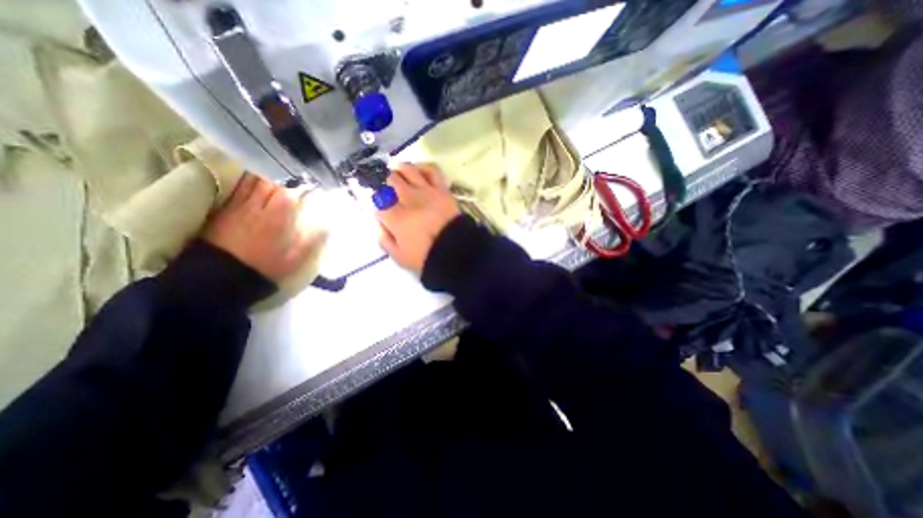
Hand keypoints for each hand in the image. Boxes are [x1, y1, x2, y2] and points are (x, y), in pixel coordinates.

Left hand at [207, 174, 326, 283]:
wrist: (221, 276)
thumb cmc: (264, 267)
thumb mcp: (295, 259)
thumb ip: (312, 240)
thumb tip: (328, 225)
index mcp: (278, 218)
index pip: (291, 193)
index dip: (304, 186)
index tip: (314, 184)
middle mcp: (259, 207)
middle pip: (272, 182)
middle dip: (286, 177)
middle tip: (297, 176)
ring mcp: (239, 206)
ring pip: (254, 181)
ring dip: (267, 174)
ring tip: (278, 171)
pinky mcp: (225, 209)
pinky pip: (238, 187)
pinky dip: (248, 179)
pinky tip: (255, 177)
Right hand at [377, 163, 458, 273]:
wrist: (457, 252)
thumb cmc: (426, 257)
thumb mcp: (399, 257)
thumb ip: (384, 240)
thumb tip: (380, 224)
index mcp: (396, 218)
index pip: (379, 203)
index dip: (378, 206)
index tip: (383, 213)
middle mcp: (408, 199)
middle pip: (390, 180)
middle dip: (385, 183)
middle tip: (388, 191)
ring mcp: (426, 191)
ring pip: (407, 169)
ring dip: (399, 170)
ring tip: (398, 175)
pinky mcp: (441, 189)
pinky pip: (431, 170)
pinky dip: (422, 168)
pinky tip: (418, 172)